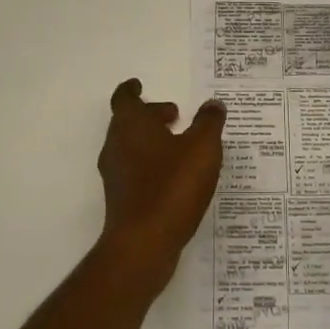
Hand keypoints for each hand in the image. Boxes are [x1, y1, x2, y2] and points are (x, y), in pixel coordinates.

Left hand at [95, 78, 226, 295]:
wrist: (143, 244)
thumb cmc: (172, 186)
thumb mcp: (202, 148)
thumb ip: (209, 122)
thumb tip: (213, 104)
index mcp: (131, 125)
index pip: (125, 98)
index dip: (132, 90)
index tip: (139, 84)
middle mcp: (116, 146)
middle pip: (128, 122)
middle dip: (150, 116)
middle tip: (175, 116)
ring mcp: (116, 175)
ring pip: (131, 147)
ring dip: (152, 141)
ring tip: (181, 146)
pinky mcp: (121, 199)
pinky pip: (136, 171)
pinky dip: (152, 165)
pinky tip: (176, 177)